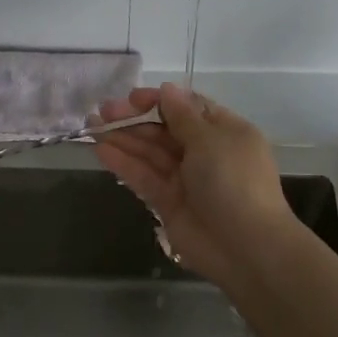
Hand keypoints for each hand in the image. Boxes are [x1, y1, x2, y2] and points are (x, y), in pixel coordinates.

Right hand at [91, 82, 303, 283]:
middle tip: (103, 112)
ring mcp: (186, 179)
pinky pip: (145, 177)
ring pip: (151, 153)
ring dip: (123, 139)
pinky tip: (101, 150)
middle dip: (135, 119)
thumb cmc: (233, 181)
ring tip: (92, 127)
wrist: (245, 246)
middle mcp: (205, 152)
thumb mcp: (210, 140)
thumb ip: (183, 115)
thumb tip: (167, 89)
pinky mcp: (169, 203)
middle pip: (165, 130)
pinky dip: (124, 163)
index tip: (131, 98)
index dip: (159, 101)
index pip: (188, 108)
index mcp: (225, 132)